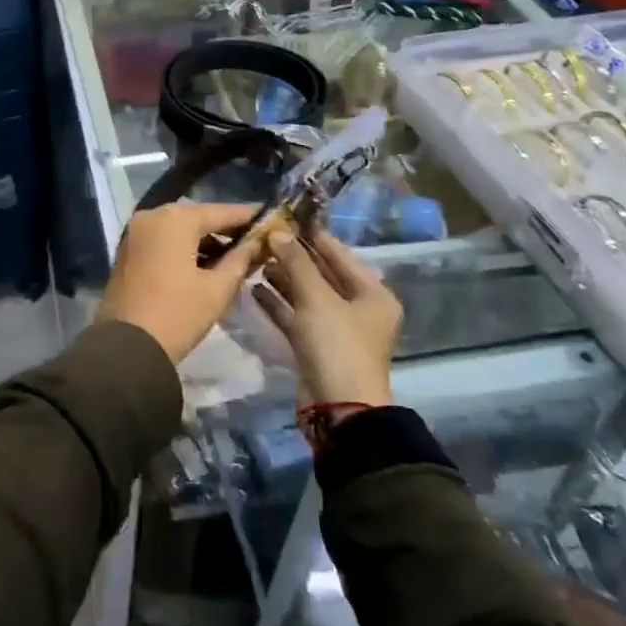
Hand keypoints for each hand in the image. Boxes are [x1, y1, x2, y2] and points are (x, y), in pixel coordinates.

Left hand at [97, 203, 262, 365]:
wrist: (127, 348)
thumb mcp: (217, 289)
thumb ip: (240, 259)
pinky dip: (184, 248)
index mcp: (175, 219)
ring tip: (235, 256)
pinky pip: (163, 240)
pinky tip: (206, 263)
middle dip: (225, 229)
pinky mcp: (128, 251)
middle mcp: (151, 216)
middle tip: (254, 240)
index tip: (270, 218)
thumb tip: (256, 242)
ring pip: (178, 229)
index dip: (247, 216)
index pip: (220, 211)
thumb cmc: (178, 314)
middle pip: (197, 217)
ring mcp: (135, 233)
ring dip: (204, 240)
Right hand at [253, 225, 400, 406]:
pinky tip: (254, 289)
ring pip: (306, 295)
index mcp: (372, 294)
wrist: (338, 409)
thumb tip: (278, 231)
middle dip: (293, 257)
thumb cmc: (337, 345)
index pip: (339, 254)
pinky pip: (296, 316)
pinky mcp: (316, 346)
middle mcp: (358, 308)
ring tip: (254, 260)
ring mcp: (336, 329)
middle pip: (322, 274)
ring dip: (282, 279)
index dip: (312, 236)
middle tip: (263, 237)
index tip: (285, 216)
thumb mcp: (317, 299)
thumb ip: (296, 263)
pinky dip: (278, 304)